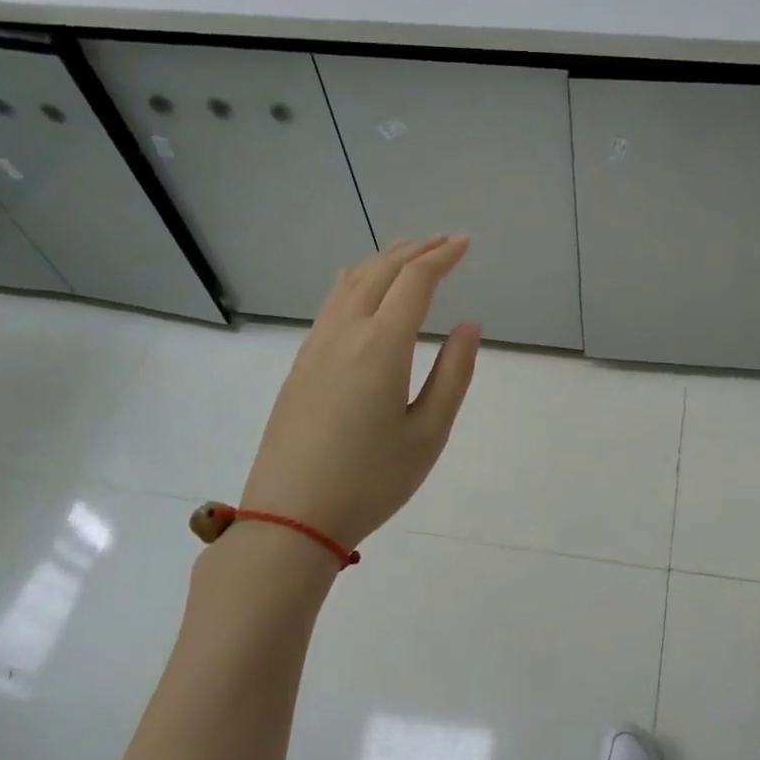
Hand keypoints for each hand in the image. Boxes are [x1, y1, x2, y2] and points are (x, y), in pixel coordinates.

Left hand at [239, 236, 480, 551]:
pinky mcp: (300, 364)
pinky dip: (354, 281)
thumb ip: (454, 374)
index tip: (465, 244)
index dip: (442, 258)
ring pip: (351, 283)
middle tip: (444, 242)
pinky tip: (357, 283)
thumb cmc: (371, 481)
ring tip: (406, 251)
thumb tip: (469, 326)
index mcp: (382, 346)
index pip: (415, 282)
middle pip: (381, 272)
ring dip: (383, 261)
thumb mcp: (428, 434)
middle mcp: (346, 333)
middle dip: (415, 251)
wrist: (290, 518)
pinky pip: (330, 304)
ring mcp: (316, 346)